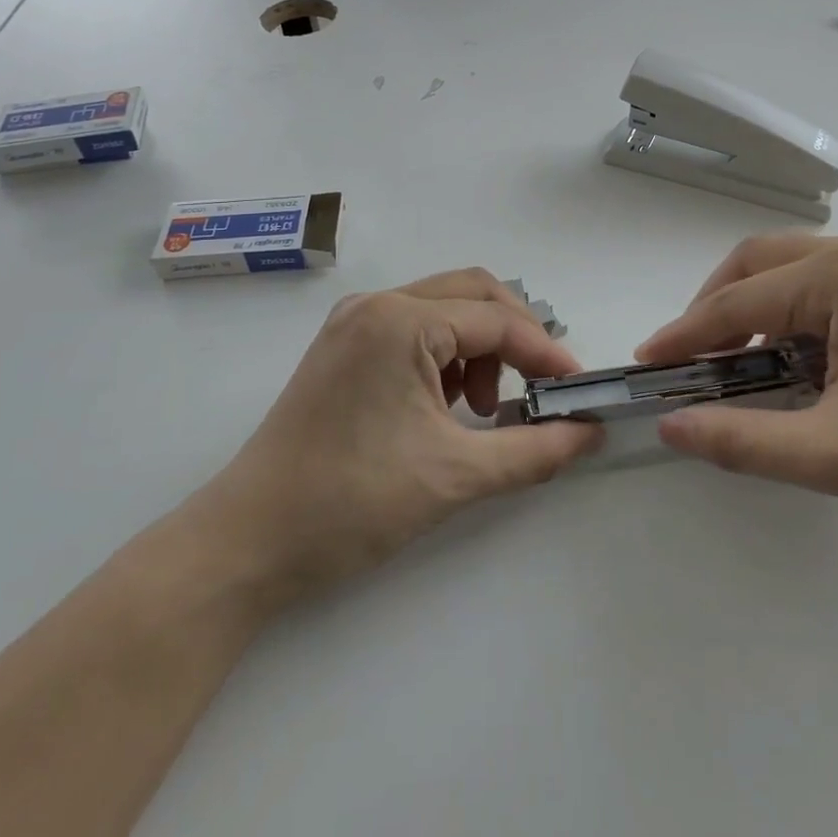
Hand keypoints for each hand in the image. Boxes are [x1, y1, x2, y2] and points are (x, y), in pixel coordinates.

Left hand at [190, 269, 602, 614]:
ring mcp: (354, 322)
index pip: (498, 320)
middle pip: (473, 293)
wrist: (247, 543)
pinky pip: (414, 328)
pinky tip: (445, 406)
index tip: (578, 389)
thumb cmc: (352, 503)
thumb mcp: (456, 476)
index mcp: (401, 321)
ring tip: (481, 409)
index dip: (546, 353)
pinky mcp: (343, 347)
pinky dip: (446, 356)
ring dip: (480, 347)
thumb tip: (589, 433)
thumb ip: (535, 451)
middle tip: (535, 389)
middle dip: (515, 337)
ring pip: (444, 308)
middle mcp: (377, 304)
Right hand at [637, 233, 837, 522]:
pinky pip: (829, 279)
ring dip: (757, 307)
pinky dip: (795, 309)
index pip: (738, 301)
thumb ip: (745, 441)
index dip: (686, 334)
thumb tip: (672, 426)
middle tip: (694, 358)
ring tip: (745, 363)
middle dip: (716, 307)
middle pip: (759, 263)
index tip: (648, 362)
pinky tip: (804, 356)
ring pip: (794, 267)